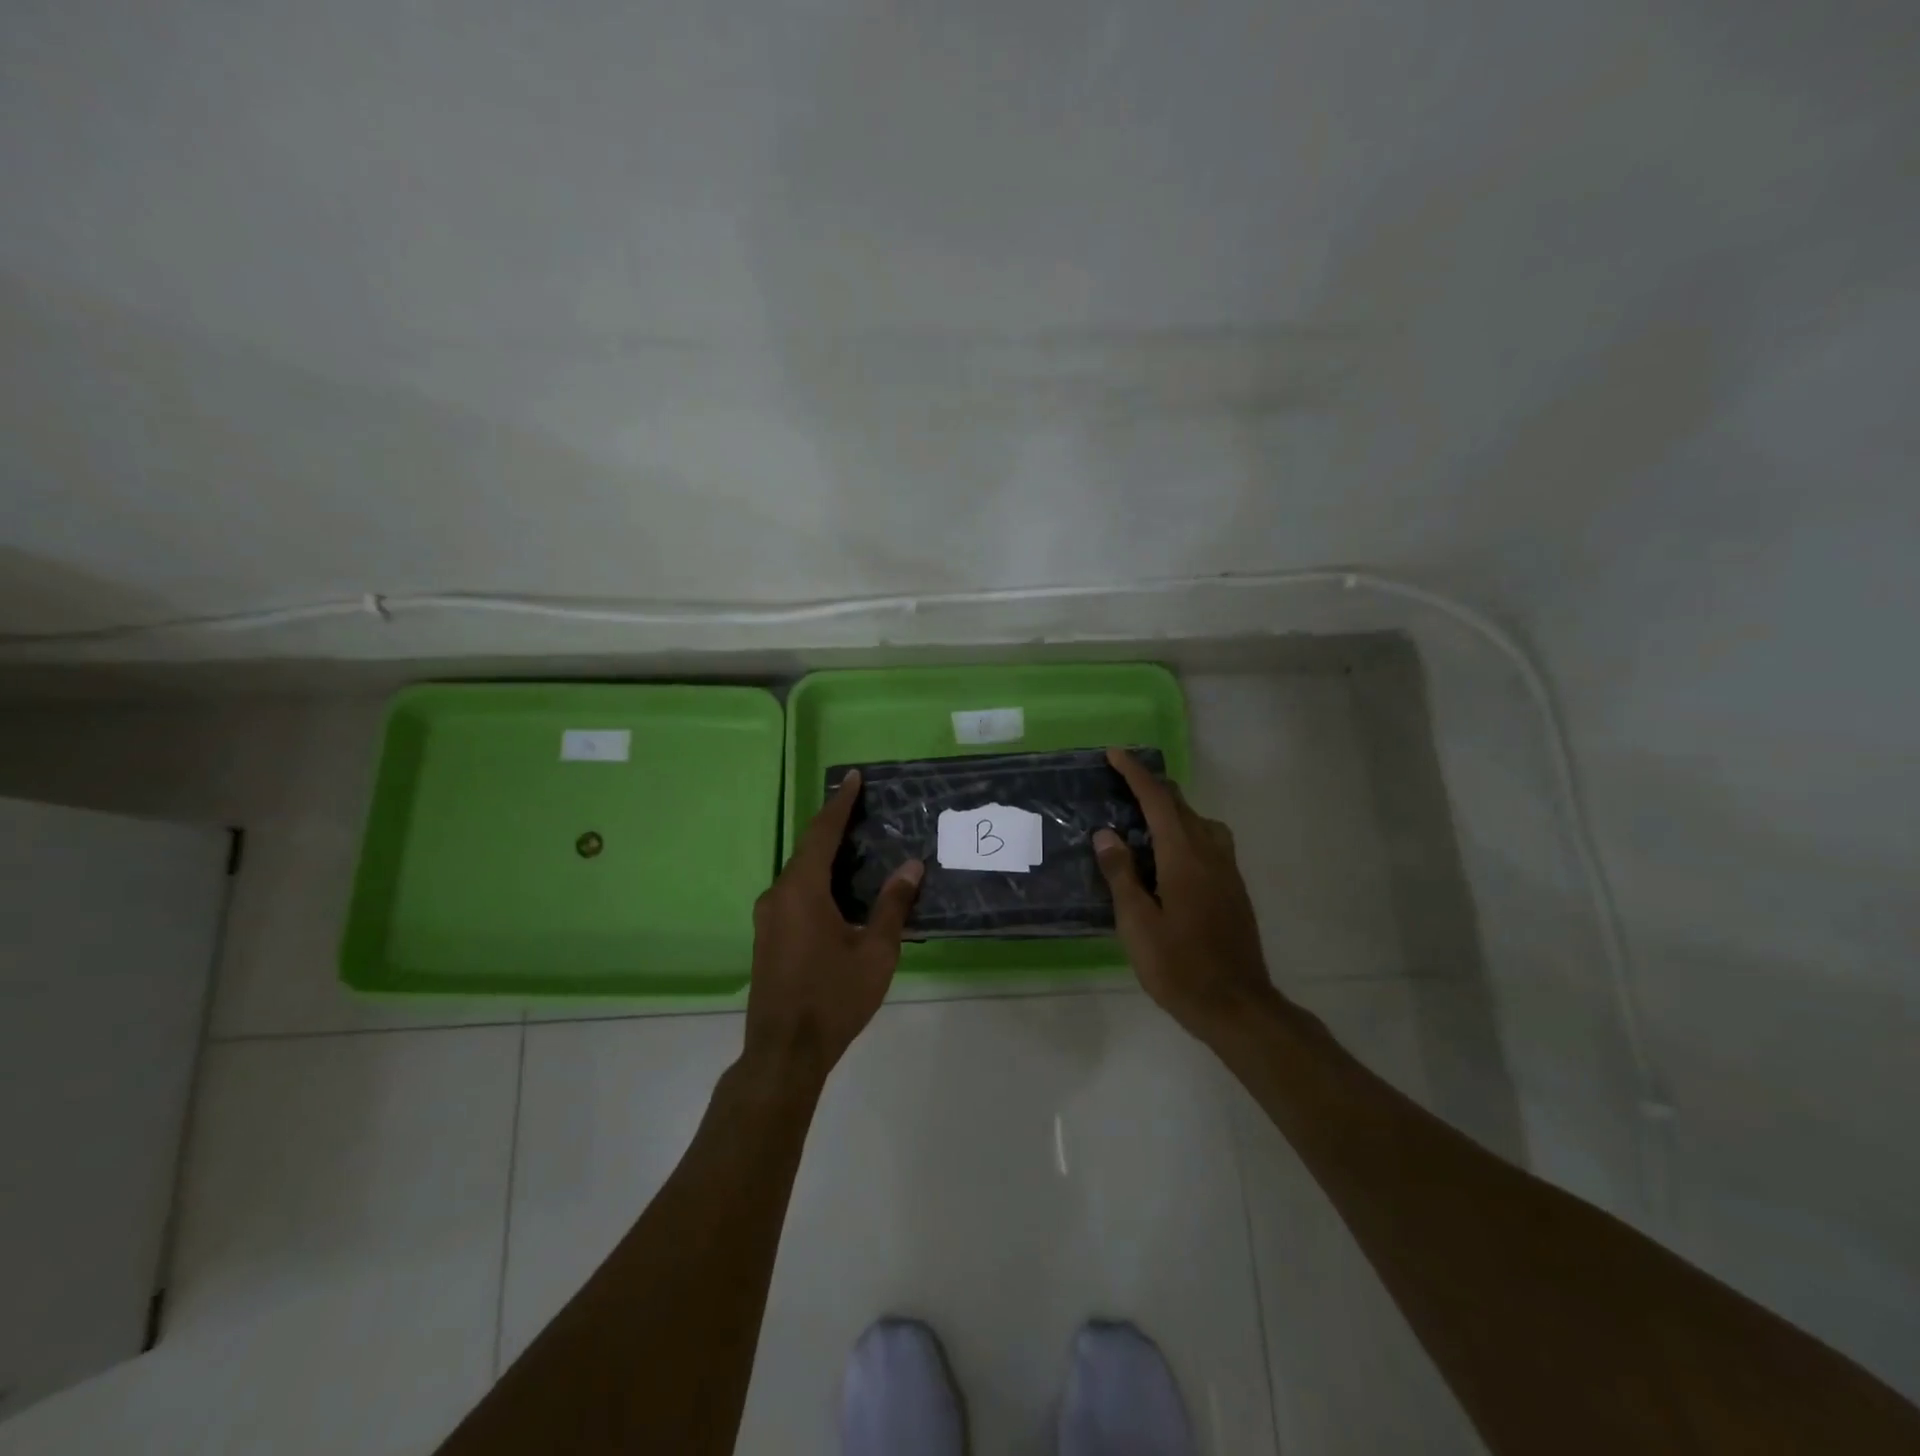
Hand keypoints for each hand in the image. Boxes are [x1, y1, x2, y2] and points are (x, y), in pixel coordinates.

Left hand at [744, 772, 922, 1087]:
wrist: (784, 1052)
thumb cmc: (833, 998)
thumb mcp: (874, 951)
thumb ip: (892, 905)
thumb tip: (911, 867)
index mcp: (802, 890)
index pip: (823, 833)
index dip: (840, 803)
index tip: (853, 777)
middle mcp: (778, 895)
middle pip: (808, 849)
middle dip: (834, 826)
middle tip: (862, 808)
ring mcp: (768, 917)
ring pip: (799, 873)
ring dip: (824, 855)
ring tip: (855, 844)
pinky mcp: (767, 937)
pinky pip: (794, 893)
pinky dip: (816, 879)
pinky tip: (837, 889)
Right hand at [1093, 748, 1279, 1039]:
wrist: (1237, 1006)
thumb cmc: (1179, 967)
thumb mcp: (1137, 923)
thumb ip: (1121, 874)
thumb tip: (1107, 833)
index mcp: (1184, 857)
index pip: (1158, 801)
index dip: (1136, 774)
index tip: (1115, 754)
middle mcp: (1210, 854)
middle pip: (1182, 806)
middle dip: (1153, 787)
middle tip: (1122, 783)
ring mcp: (1227, 871)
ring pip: (1201, 823)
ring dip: (1173, 810)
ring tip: (1145, 819)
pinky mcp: (1234, 889)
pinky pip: (1209, 842)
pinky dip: (1186, 831)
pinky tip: (1169, 857)